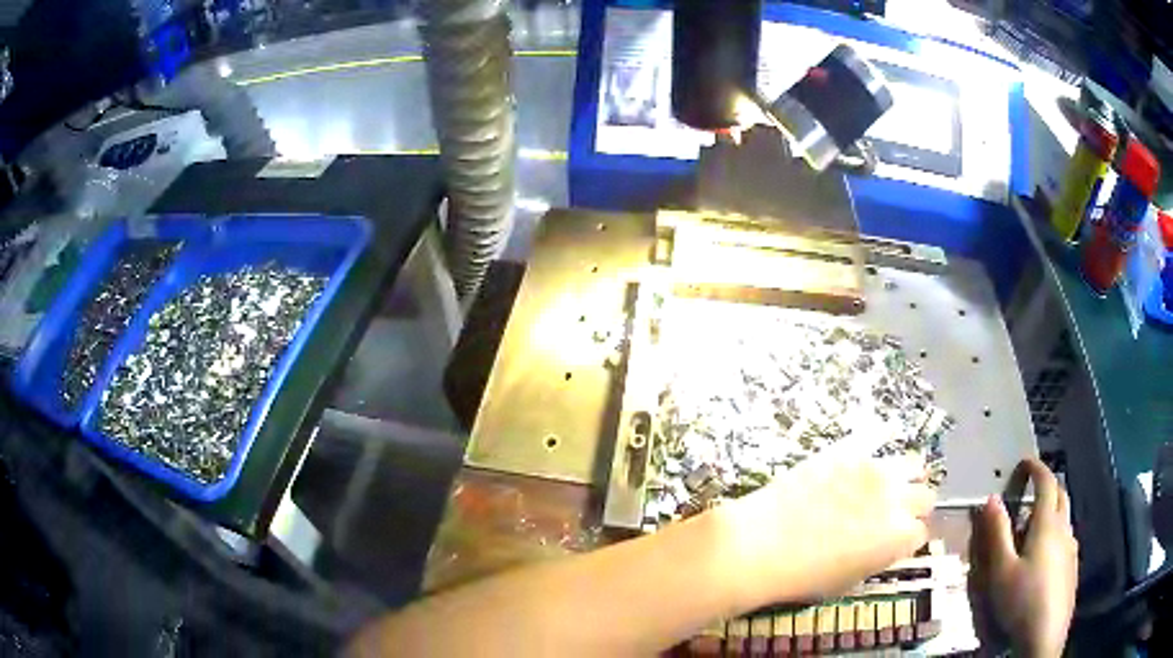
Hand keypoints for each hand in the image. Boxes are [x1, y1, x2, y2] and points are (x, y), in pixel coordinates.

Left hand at [716, 456, 935, 606]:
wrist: (762, 545)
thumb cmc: (802, 576)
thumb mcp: (849, 579)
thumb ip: (877, 556)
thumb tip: (883, 544)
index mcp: (899, 539)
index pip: (919, 534)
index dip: (906, 538)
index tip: (894, 539)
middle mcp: (898, 501)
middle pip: (925, 496)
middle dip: (913, 506)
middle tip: (893, 512)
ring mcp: (876, 470)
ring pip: (912, 464)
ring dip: (904, 476)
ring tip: (885, 484)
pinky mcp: (852, 450)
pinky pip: (878, 439)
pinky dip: (877, 448)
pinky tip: (866, 458)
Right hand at [969, 458, 1077, 657]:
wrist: (1045, 635)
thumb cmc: (1021, 601)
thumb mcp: (1001, 571)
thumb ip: (997, 534)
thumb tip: (991, 499)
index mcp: (1047, 523)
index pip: (1046, 482)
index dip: (1036, 468)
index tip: (1024, 462)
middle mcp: (1064, 527)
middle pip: (1060, 494)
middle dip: (1047, 484)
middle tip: (1030, 489)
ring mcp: (1072, 547)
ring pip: (1065, 516)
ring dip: (1053, 509)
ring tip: (1035, 524)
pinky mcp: (1073, 565)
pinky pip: (1067, 536)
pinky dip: (1056, 531)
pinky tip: (1045, 554)